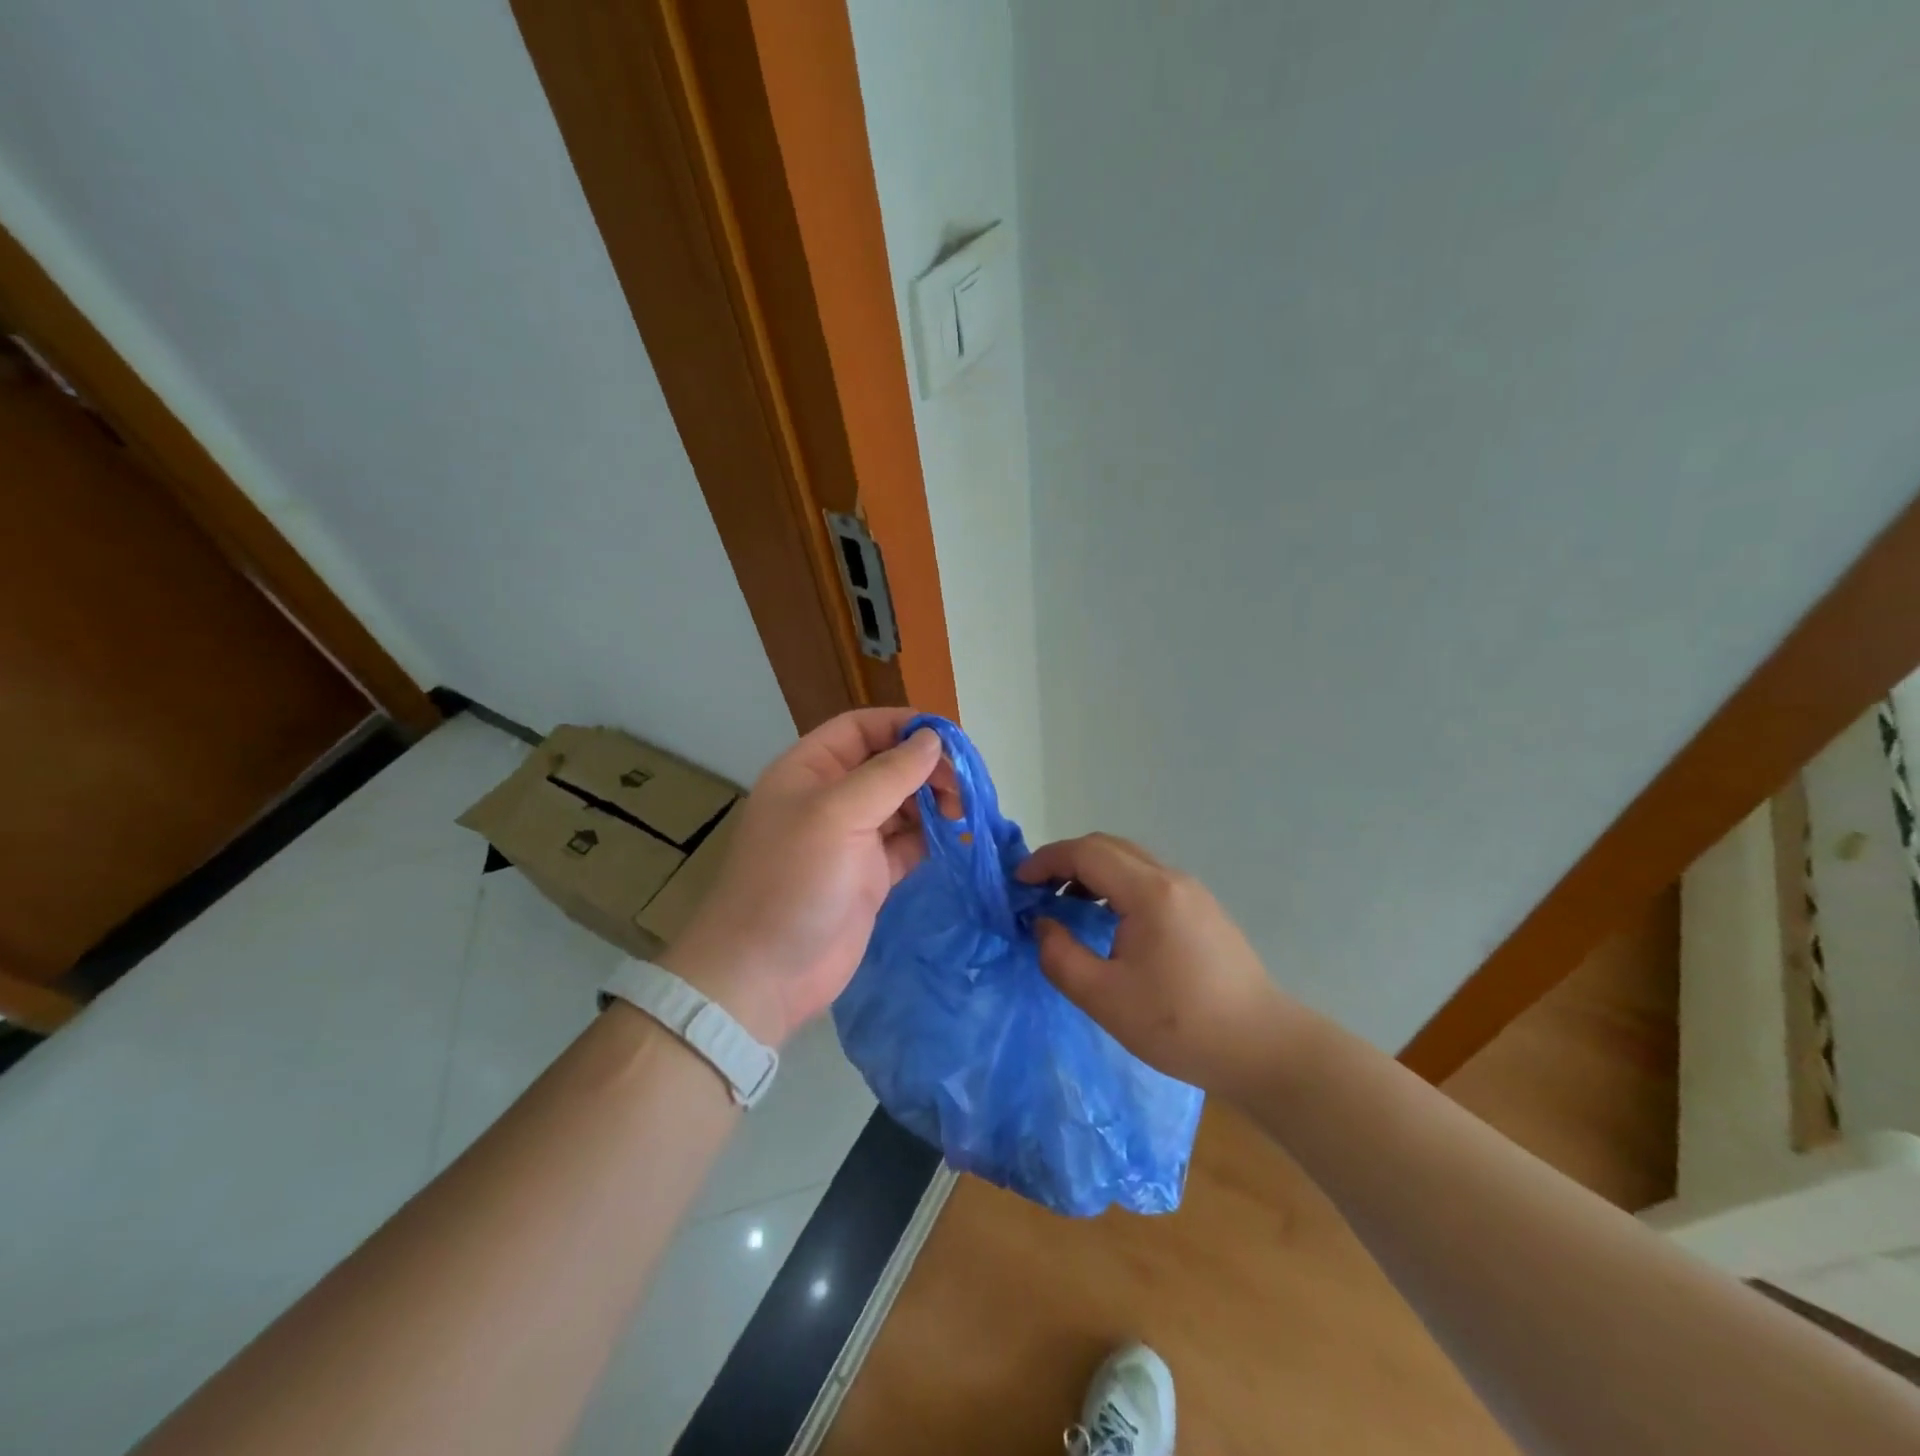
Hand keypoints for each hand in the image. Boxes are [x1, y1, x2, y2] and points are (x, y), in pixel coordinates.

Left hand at [659, 707, 951, 1046]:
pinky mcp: (869, 875)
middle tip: (962, 787)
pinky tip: (956, 838)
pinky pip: (907, 843)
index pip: (860, 728)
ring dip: (933, 802)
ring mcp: (850, 839)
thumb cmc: (794, 881)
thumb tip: (933, 740)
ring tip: (963, 813)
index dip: (903, 726)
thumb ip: (889, 774)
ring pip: (901, 803)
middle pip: (886, 764)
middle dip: (925, 768)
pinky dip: (931, 838)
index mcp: (809, 770)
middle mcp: (830, 798)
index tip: (949, 739)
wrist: (766, 974)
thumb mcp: (837, 814)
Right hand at [1016, 833, 1298, 1097]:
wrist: (1264, 1049)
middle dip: (1066, 861)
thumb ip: (1061, 957)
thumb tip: (1043, 925)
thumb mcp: (1105, 998)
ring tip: (1065, 905)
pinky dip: (1115, 886)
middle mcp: (1171, 879)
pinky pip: (1148, 880)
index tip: (1017, 883)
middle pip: (1108, 847)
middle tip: (1036, 890)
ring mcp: (1192, 893)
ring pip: (1130, 861)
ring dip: (1091, 872)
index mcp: (1149, 892)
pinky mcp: (1202, 911)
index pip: (1086, 853)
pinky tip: (1106, 921)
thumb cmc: (1180, 1025)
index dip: (1046, 861)